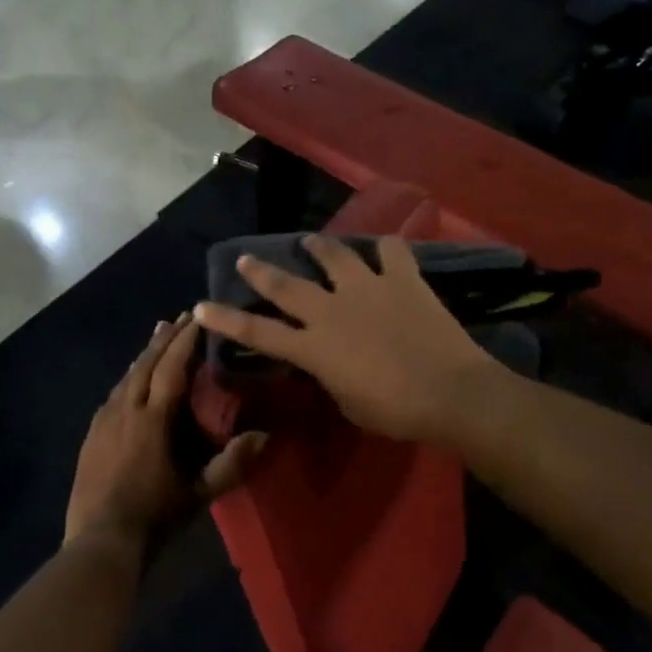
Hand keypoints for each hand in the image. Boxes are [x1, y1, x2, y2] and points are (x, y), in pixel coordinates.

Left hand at [64, 314, 267, 560]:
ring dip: (144, 355)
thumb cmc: (154, 517)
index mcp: (153, 420)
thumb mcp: (199, 494)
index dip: (185, 341)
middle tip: (181, 318)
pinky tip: (130, 381)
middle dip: (164, 339)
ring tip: (158, 337)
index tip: (197, 318)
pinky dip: (128, 378)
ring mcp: (103, 422)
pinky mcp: (91, 435)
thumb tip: (265, 436)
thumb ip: (232, 464)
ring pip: (126, 377)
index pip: (171, 369)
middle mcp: (125, 410)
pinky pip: (113, 395)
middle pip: (145, 364)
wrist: (100, 541)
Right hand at [192, 236, 498, 444]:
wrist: (450, 392)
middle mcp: (332, 310)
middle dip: (260, 271)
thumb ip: (330, 377)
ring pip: (334, 255)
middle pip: (286, 285)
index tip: (201, 307)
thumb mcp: (348, 403)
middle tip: (246, 257)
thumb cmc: (396, 411)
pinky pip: (392, 252)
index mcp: (314, 347)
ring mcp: (367, 288)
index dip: (225, 320)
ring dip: (318, 246)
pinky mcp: (402, 279)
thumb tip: (329, 364)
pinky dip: (387, 249)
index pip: (257, 333)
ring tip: (310, 240)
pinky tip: (386, 249)